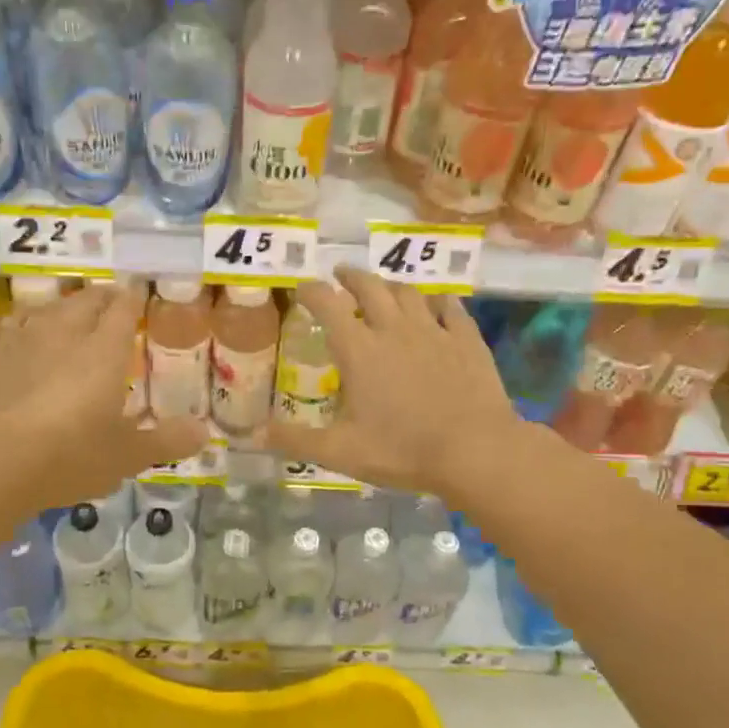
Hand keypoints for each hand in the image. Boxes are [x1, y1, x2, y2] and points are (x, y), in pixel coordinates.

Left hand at [0, 281, 207, 507]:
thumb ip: (166, 441)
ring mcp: (23, 341)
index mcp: (103, 351)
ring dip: (65, 306)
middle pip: (86, 301)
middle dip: (103, 298)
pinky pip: (15, 326)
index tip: (139, 293)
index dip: (134, 299)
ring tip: (72, 313)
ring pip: (49, 308)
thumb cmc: (69, 456)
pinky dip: (29, 325)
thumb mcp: (126, 456)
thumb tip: (204, 433)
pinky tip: (27, 337)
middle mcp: (64, 334)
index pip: (123, 309)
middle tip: (113, 302)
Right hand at [266, 267, 520, 500]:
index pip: (328, 305)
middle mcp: (394, 329)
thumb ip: (295, 440)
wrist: (475, 451)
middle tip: (341, 275)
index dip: (312, 291)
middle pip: (370, 287)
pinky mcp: (467, 340)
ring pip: (409, 292)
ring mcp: (435, 331)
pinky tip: (437, 303)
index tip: (302, 288)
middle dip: (351, 276)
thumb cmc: (402, 450)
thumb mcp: (340, 452)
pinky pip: (451, 308)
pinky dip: (438, 301)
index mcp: (360, 350)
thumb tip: (253, 435)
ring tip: (383, 287)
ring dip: (391, 285)